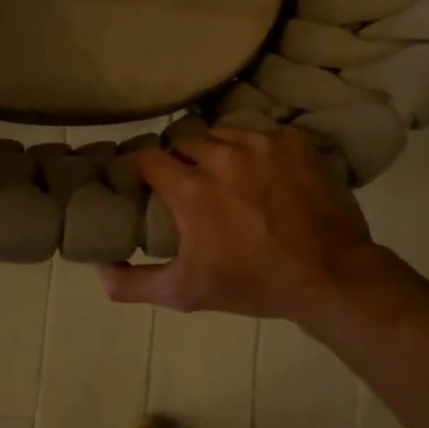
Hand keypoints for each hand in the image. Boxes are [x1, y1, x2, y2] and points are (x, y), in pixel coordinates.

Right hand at [99, 126, 391, 328]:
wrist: (330, 276)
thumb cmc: (254, 284)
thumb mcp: (186, 293)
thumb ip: (134, 283)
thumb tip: (98, 269)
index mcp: (191, 188)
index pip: (149, 158)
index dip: (145, 170)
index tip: (149, 184)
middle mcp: (221, 155)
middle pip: (185, 143)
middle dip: (182, 161)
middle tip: (193, 186)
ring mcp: (261, 144)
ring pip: (222, 134)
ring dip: (218, 151)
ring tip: (229, 177)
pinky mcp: (292, 141)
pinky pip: (259, 134)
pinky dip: (255, 150)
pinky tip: (263, 174)